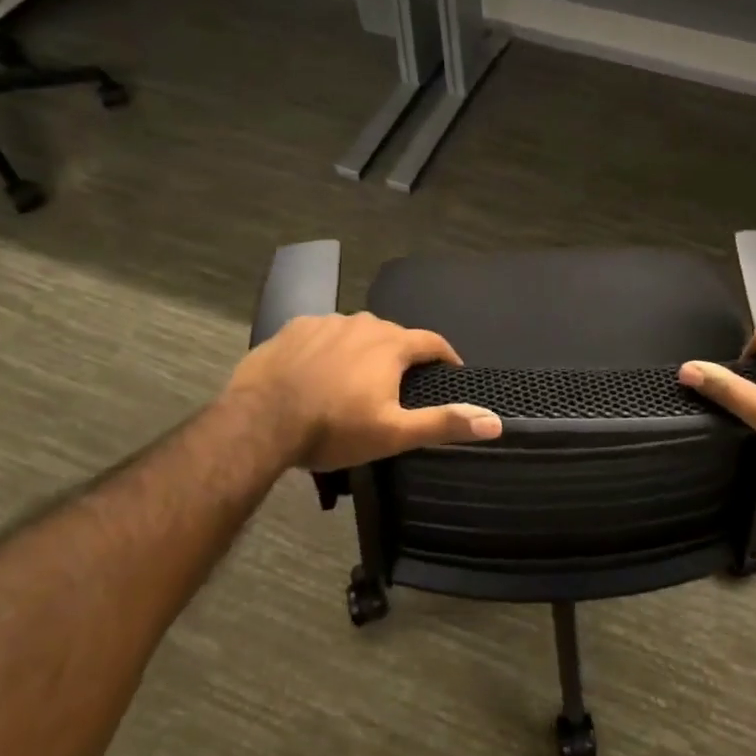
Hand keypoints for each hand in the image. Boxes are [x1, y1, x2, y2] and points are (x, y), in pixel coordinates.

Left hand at [225, 313, 502, 470]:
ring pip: (356, 332)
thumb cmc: (334, 429)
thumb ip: (443, 423)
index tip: (451, 372)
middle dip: (401, 356)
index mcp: (392, 345)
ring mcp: (325, 322)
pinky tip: (317, 371)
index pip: (432, 342)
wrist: (260, 423)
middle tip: (398, 386)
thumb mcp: (394, 433)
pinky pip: (322, 334)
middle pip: (393, 335)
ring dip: (363, 350)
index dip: (446, 357)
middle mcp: (363, 323)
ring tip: (355, 379)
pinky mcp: (293, 328)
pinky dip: (328, 348)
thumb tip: (495, 420)